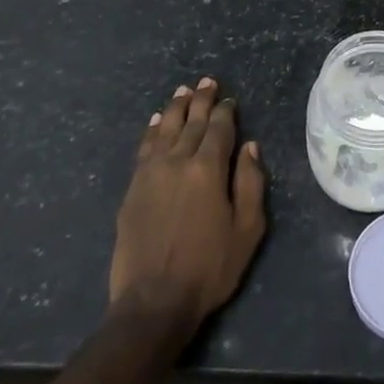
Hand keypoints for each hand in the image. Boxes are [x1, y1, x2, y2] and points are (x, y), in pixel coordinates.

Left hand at [109, 78, 267, 331]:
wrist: (153, 302)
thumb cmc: (210, 267)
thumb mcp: (247, 228)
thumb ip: (250, 182)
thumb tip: (249, 145)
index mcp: (208, 168)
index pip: (219, 128)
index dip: (225, 110)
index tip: (230, 99)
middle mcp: (177, 161)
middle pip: (190, 122)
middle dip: (200, 100)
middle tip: (207, 82)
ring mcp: (150, 174)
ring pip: (163, 129)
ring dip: (174, 108)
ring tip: (182, 92)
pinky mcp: (132, 190)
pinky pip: (143, 149)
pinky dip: (150, 131)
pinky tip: (154, 122)